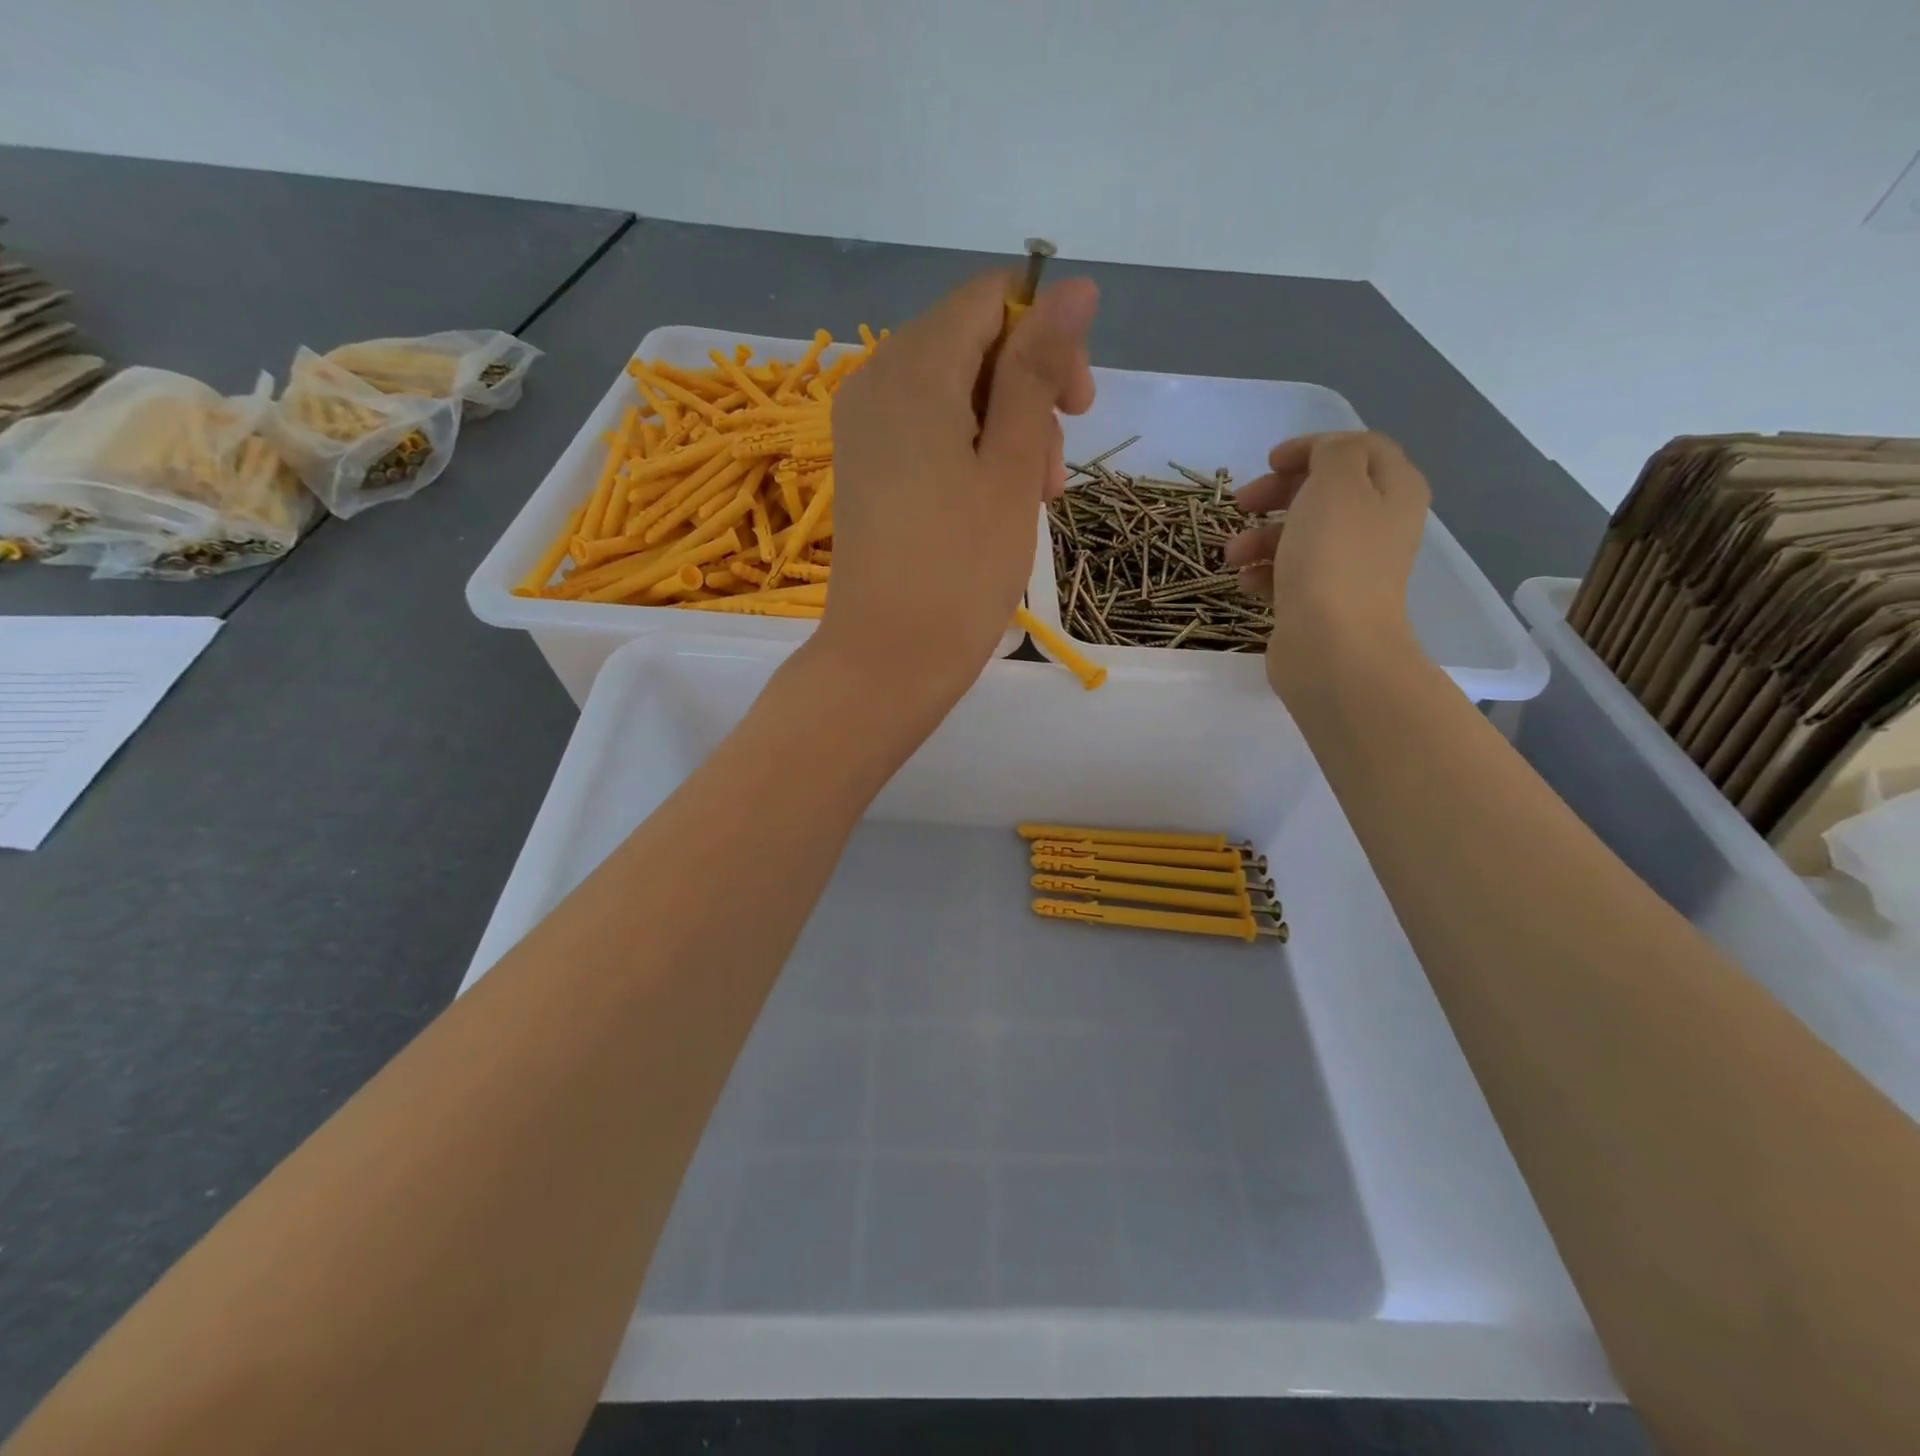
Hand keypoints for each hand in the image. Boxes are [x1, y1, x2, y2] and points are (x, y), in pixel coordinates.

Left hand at [816, 271, 1097, 708]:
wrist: (887, 659)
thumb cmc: (961, 570)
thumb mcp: (1013, 467)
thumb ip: (1038, 371)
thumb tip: (1073, 286)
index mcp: (913, 369)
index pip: (990, 300)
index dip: (1045, 337)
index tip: (1077, 407)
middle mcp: (876, 381)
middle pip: (971, 344)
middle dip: (1028, 393)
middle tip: (1054, 472)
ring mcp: (863, 426)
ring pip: (953, 391)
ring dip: (1006, 430)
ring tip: (1032, 500)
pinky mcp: (864, 467)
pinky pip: (926, 430)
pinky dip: (968, 452)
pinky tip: (992, 503)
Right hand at [1223, 431, 1430, 697]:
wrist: (1332, 646)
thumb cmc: (1333, 559)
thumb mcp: (1336, 485)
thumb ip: (1333, 454)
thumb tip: (1325, 457)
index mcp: (1394, 491)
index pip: (1359, 449)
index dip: (1313, 448)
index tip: (1269, 461)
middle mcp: (1378, 526)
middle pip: (1326, 492)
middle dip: (1279, 493)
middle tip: (1243, 503)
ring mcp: (1351, 567)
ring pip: (1301, 535)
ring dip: (1261, 537)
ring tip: (1233, 555)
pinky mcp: (1323, 601)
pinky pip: (1291, 574)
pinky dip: (1265, 572)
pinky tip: (1246, 582)